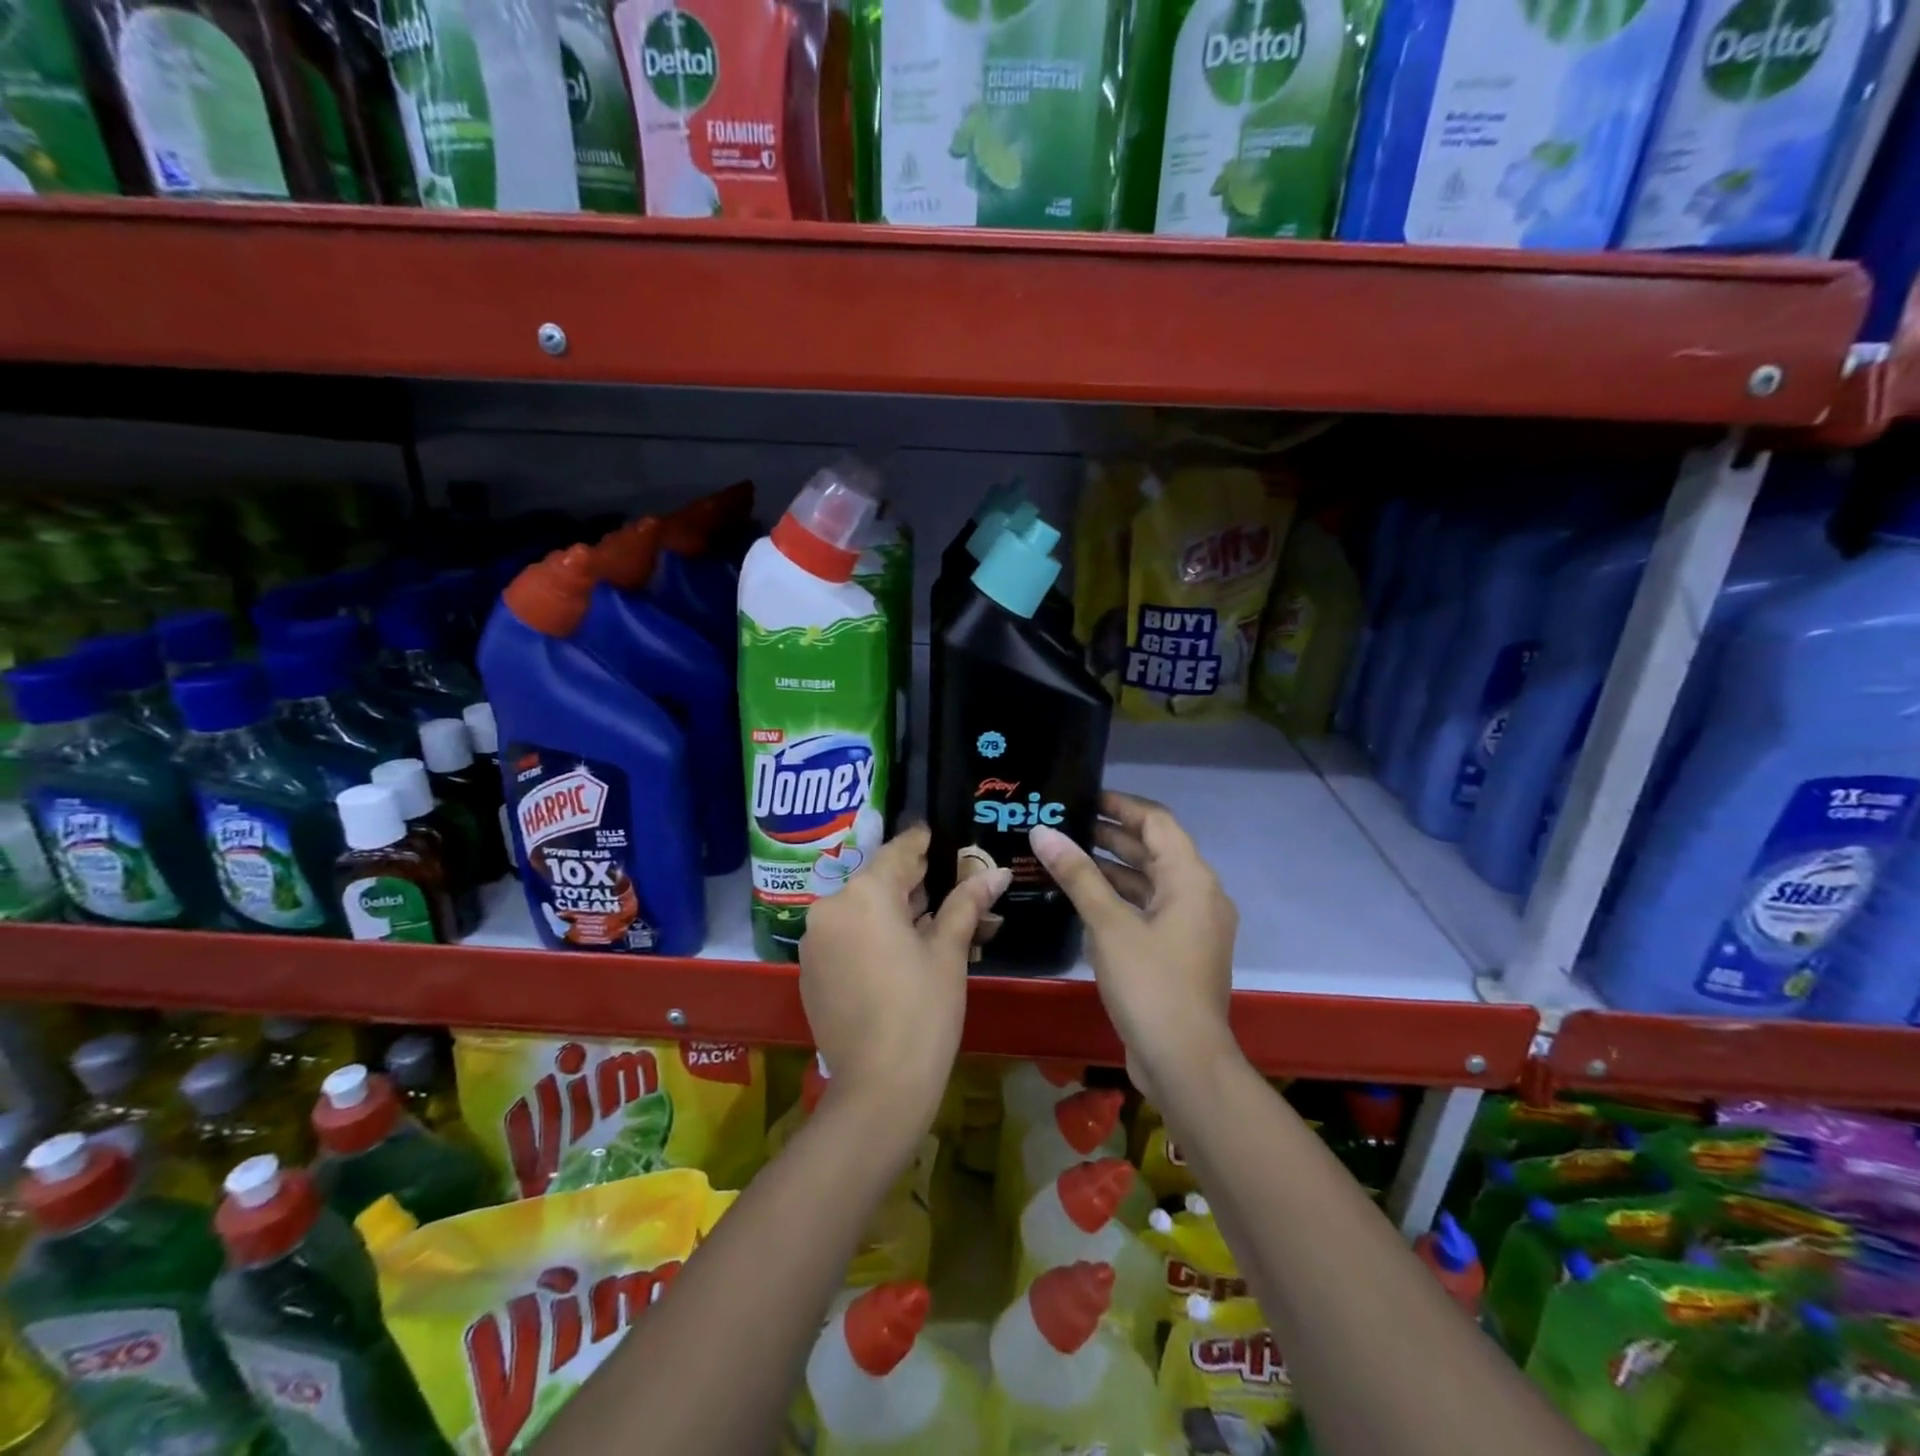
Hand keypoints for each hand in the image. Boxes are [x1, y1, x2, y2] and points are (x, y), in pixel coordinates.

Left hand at [799, 824, 1009, 1128]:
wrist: (878, 1088)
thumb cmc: (923, 1011)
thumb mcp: (948, 952)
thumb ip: (966, 903)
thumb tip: (996, 872)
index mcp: (864, 894)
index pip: (898, 852)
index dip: (922, 841)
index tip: (939, 835)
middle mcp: (830, 907)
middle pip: (877, 880)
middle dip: (911, 880)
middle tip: (947, 881)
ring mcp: (814, 941)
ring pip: (860, 909)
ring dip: (892, 909)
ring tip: (931, 916)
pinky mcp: (809, 970)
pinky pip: (845, 936)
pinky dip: (871, 933)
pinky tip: (901, 949)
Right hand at [1030, 792, 1237, 1099]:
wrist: (1184, 1062)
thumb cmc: (1150, 984)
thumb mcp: (1109, 925)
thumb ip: (1078, 875)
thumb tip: (1044, 832)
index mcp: (1191, 880)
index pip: (1158, 822)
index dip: (1121, 805)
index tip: (1083, 797)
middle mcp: (1199, 896)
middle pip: (1155, 850)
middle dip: (1111, 835)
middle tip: (1065, 824)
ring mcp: (1192, 926)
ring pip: (1151, 882)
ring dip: (1113, 868)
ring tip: (1066, 855)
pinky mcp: (1180, 952)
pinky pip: (1150, 910)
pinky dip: (1120, 899)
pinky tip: (1084, 900)